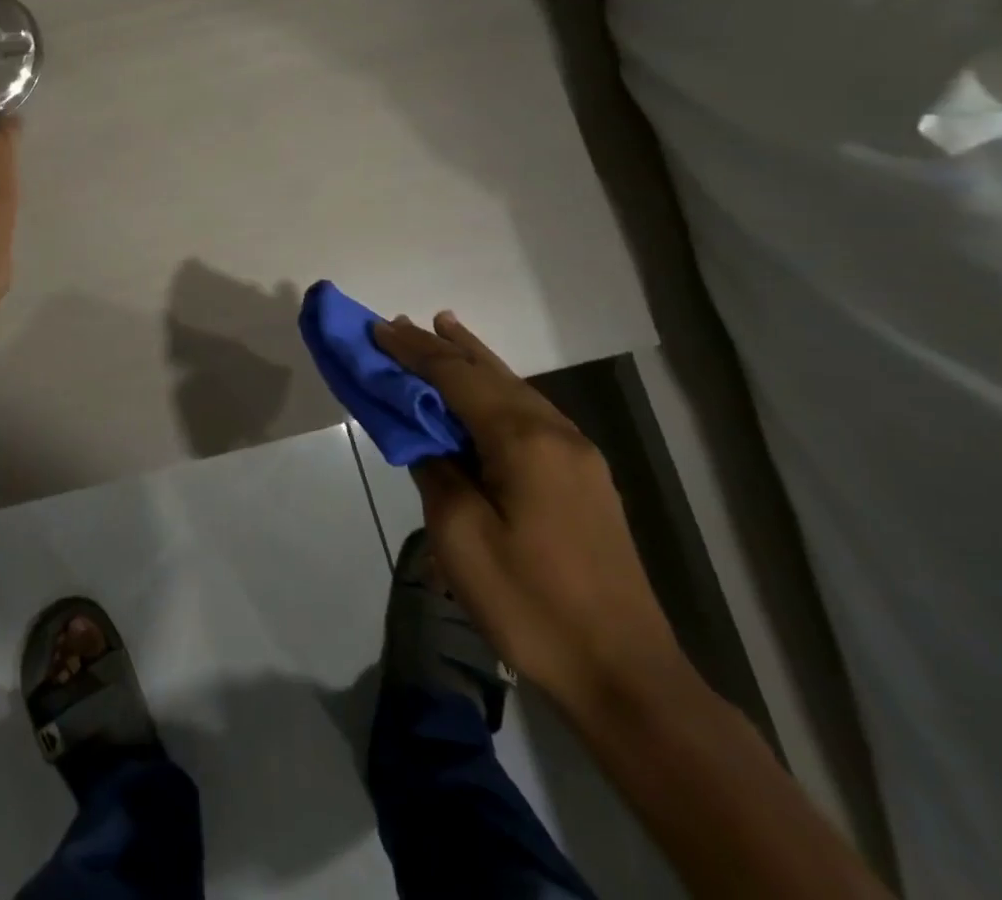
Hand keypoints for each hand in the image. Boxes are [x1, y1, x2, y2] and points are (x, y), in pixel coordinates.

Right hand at [374, 312, 689, 718]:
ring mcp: (577, 455)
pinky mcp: (584, 478)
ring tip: (443, 328)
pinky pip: (530, 413)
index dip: (413, 352)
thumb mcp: (461, 535)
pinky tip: (486, 387)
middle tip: (399, 325)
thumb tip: (424, 433)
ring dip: (473, 360)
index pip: (456, 377)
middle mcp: (556, 433)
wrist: (626, 675)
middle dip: (441, 346)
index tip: (376, 330)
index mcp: (524, 441)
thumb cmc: (530, 603)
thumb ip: (436, 468)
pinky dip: (497, 388)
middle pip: (488, 373)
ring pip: (514, 388)